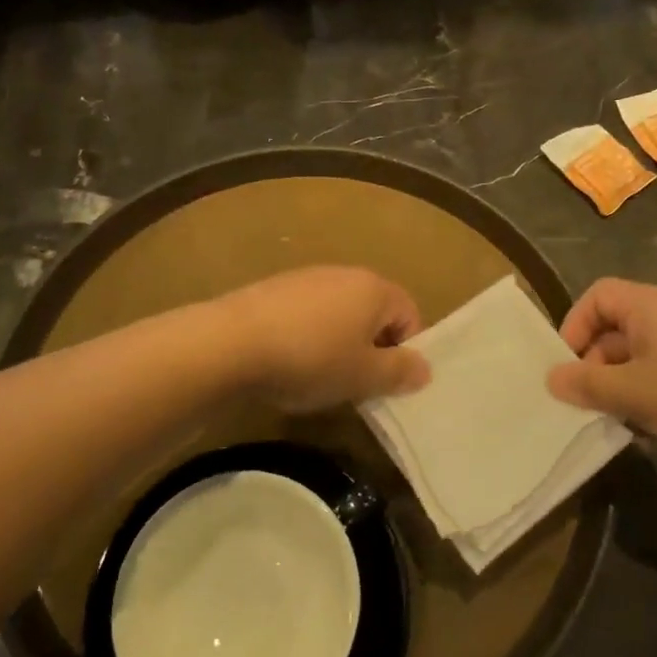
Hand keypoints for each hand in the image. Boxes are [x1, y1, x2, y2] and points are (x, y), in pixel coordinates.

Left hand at [220, 267, 430, 412]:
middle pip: (373, 312)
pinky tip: (287, 362)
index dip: (405, 351)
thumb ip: (400, 372)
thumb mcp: (364, 376)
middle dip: (370, 348)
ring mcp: (306, 278)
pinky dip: (307, 336)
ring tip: (318, 375)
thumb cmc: (312, 359)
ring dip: (338, 343)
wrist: (232, 343)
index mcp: (374, 288)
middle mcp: (344, 274)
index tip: (385, 382)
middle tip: (355, 383)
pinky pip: (306, 314)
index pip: (410, 315)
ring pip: (338, 313)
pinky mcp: (274, 289)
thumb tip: (425, 369)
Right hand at [547, 278, 656, 468]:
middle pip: (616, 328)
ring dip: (622, 386)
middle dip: (596, 365)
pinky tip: (653, 430)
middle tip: (588, 403)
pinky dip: (650, 395)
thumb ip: (586, 385)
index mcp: (650, 306)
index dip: (574, 325)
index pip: (597, 296)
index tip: (568, 366)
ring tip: (618, 421)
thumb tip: (552, 378)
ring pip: (641, 356)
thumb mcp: (633, 394)